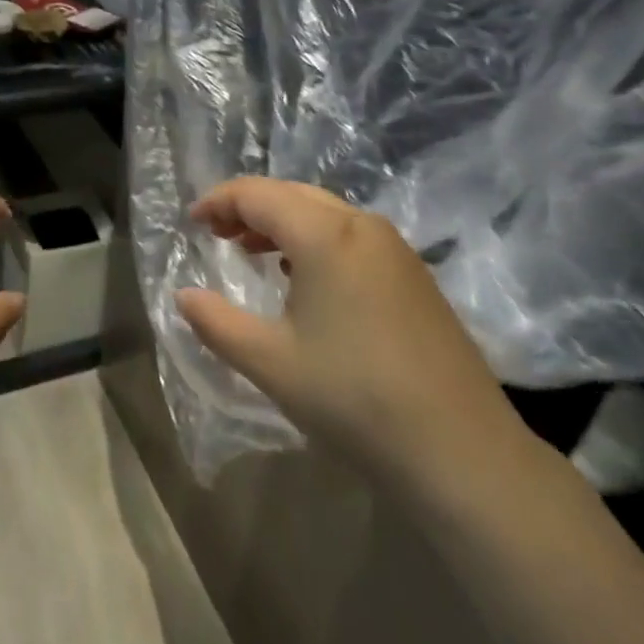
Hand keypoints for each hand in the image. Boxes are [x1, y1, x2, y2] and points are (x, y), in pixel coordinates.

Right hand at [176, 177, 530, 496]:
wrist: (460, 449)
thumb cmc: (353, 397)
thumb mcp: (269, 362)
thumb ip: (216, 322)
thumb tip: (183, 296)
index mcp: (324, 234)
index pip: (258, 194)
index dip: (219, 201)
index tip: (191, 223)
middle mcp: (362, 225)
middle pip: (293, 194)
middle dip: (249, 207)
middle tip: (216, 234)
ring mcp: (395, 248)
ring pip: (325, 213)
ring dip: (283, 222)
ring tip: (252, 251)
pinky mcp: (414, 274)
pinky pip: (351, 236)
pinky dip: (315, 240)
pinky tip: (305, 278)